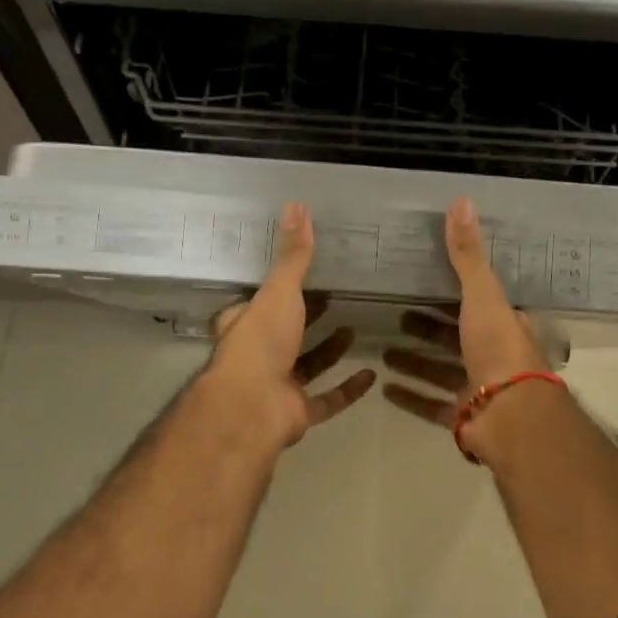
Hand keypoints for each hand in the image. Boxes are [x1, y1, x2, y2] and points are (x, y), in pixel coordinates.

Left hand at [204, 202, 376, 448]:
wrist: (253, 407)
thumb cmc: (261, 341)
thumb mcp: (280, 291)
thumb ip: (293, 255)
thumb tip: (297, 205)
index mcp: (246, 324)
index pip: (259, 303)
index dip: (279, 290)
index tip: (307, 276)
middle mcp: (259, 355)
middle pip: (285, 333)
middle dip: (308, 319)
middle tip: (336, 298)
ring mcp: (278, 386)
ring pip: (306, 366)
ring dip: (328, 350)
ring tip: (354, 328)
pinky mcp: (298, 412)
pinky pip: (327, 399)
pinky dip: (347, 390)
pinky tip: (371, 375)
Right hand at [384, 198, 550, 436]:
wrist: (510, 415)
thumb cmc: (497, 349)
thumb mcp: (481, 295)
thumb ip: (467, 255)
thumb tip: (461, 200)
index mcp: (503, 325)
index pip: (476, 303)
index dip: (452, 294)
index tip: (422, 285)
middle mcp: (493, 356)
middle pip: (456, 338)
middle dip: (427, 329)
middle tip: (395, 316)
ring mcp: (479, 389)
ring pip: (441, 371)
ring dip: (415, 362)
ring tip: (382, 351)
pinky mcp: (463, 416)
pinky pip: (431, 404)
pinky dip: (410, 396)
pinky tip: (384, 388)